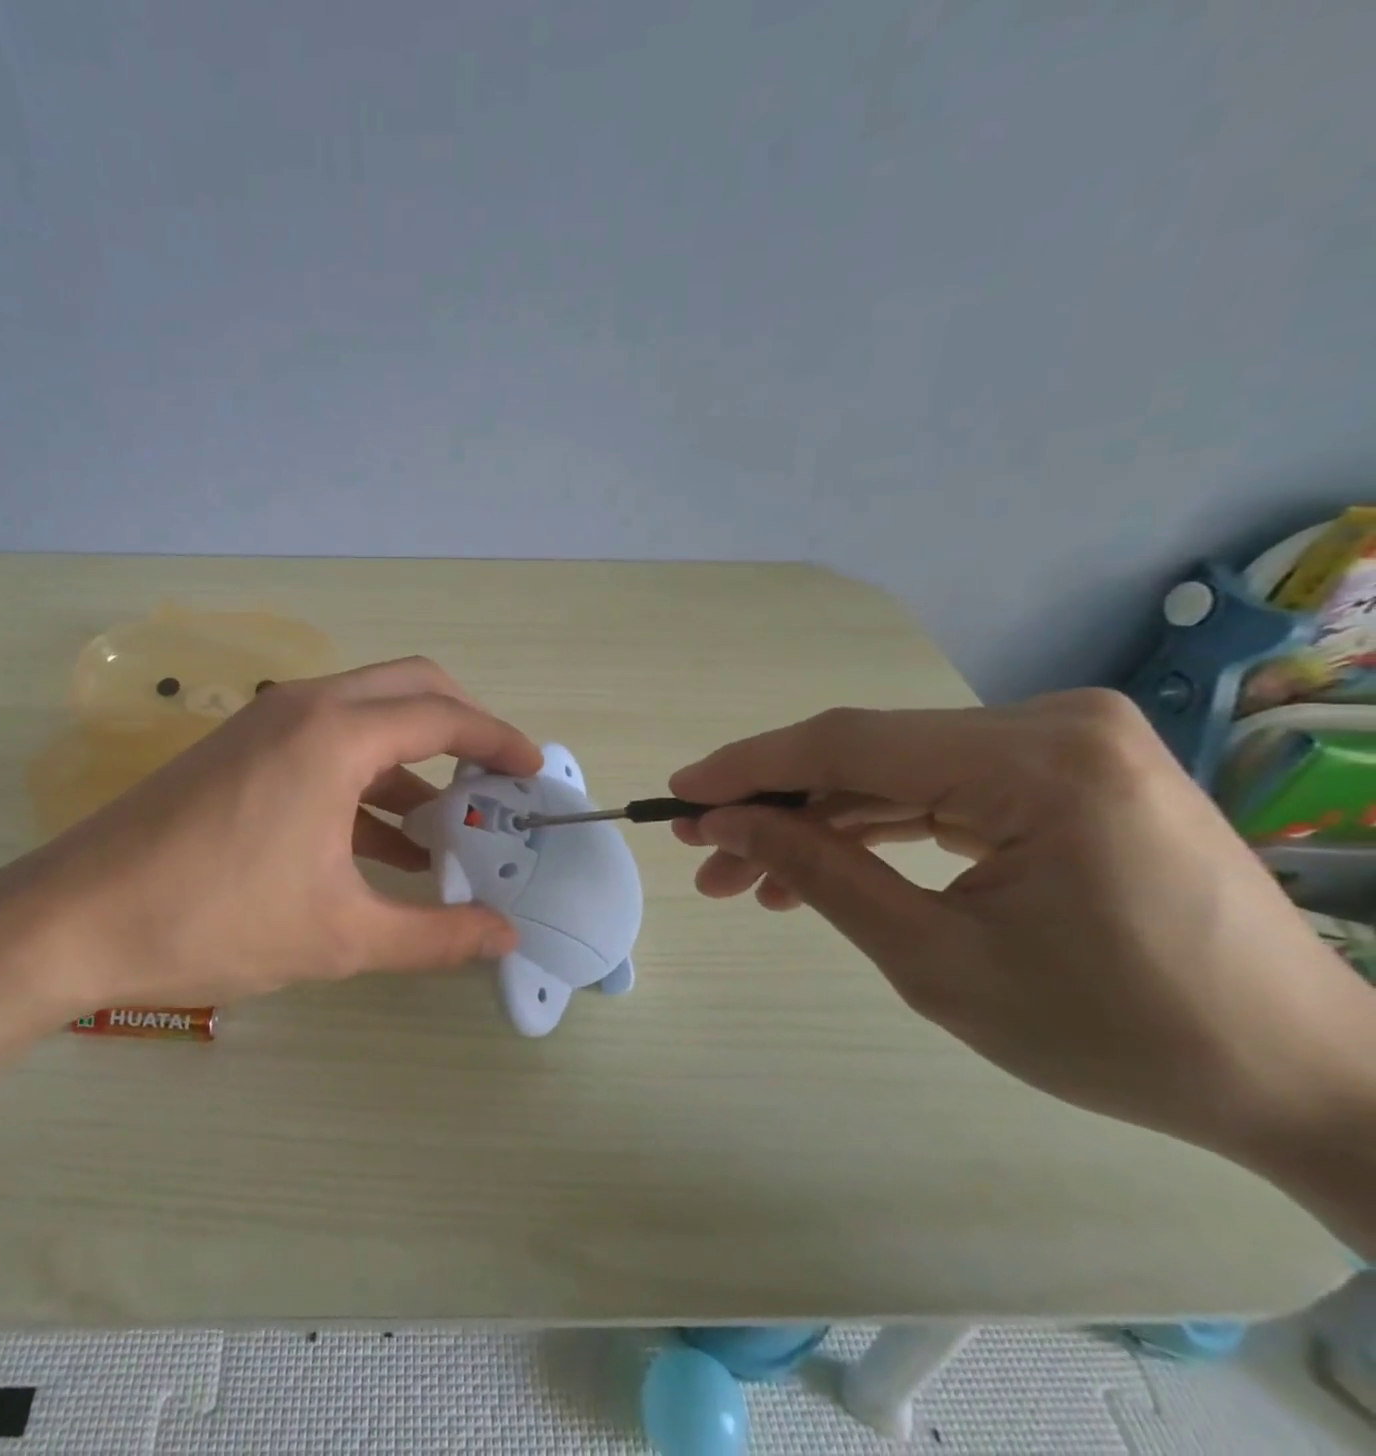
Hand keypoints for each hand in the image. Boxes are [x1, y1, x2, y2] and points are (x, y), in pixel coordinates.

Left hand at [0, 657, 540, 1016]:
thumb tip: (504, 938)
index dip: (499, 738)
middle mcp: (303, 707)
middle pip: (407, 688)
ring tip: (446, 826)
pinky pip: (323, 746)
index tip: (534, 770)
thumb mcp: (340, 936)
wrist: (73, 921)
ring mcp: (264, 723)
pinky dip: (365, 779)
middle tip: (494, 780)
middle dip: (461, 726)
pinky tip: (382, 843)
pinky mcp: (238, 750)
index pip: (443, 714)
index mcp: (334, 735)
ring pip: (363, 717)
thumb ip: (434, 935)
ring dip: (411, 759)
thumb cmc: (214, 921)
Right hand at [668, 689, 1375, 1163]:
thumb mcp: (935, 960)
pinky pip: (936, 788)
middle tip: (702, 852)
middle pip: (866, 754)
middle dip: (774, 805)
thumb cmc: (1119, 1034)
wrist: (1304, 1077)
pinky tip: (817, 865)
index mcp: (1041, 763)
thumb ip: (819, 873)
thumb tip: (725, 822)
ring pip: (892, 772)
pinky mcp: (1063, 771)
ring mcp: (1064, 743)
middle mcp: (1053, 724)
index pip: (849, 744)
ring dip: (816, 821)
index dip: (749, 766)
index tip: (676, 793)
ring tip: (745, 876)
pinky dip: (871, 826)